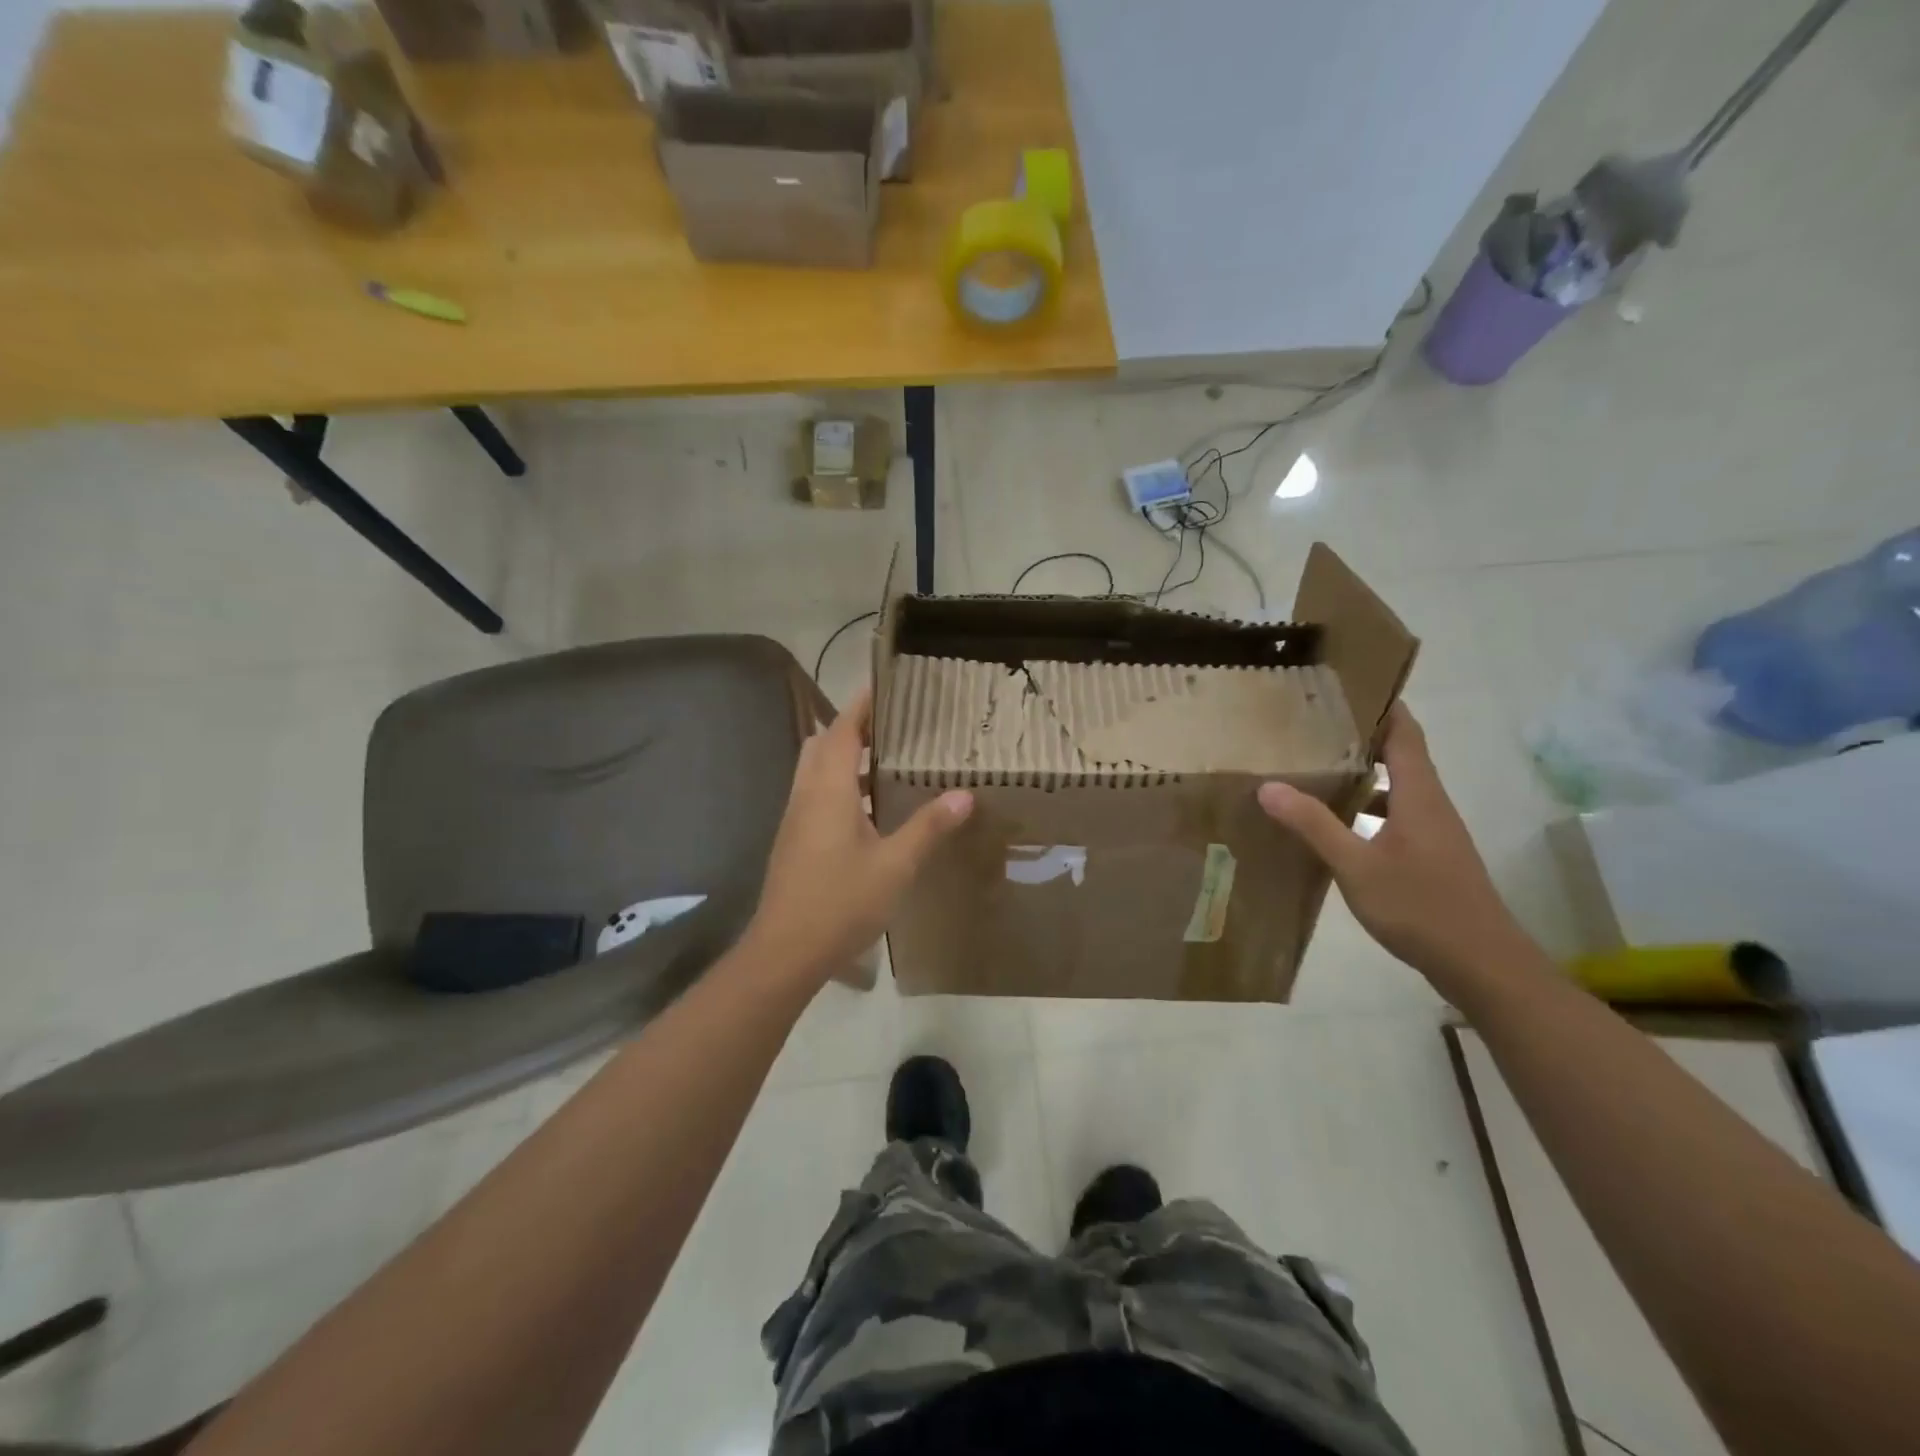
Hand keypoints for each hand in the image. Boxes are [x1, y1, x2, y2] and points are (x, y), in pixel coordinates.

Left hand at [744, 687, 972, 984]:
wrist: (785, 952)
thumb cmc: (840, 902)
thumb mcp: (895, 865)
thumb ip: (928, 827)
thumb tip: (964, 794)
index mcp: (827, 790)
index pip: (841, 730)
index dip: (861, 706)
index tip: (886, 687)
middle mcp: (806, 796)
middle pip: (822, 745)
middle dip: (851, 728)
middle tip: (892, 726)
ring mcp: (796, 820)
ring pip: (816, 772)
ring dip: (845, 758)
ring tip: (887, 761)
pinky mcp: (794, 841)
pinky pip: (816, 796)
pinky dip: (840, 786)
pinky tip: (870, 809)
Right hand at [1257, 703, 1534, 990]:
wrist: (1483, 965)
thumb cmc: (1421, 907)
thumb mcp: (1356, 866)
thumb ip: (1314, 825)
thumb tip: (1268, 786)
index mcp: (1420, 796)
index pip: (1405, 734)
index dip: (1383, 707)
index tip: (1348, 688)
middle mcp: (1432, 806)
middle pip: (1402, 757)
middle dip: (1363, 737)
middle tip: (1315, 727)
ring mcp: (1435, 834)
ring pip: (1398, 790)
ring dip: (1364, 776)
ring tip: (1318, 769)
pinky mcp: (1432, 858)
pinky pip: (1397, 817)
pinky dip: (1369, 809)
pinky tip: (1338, 826)